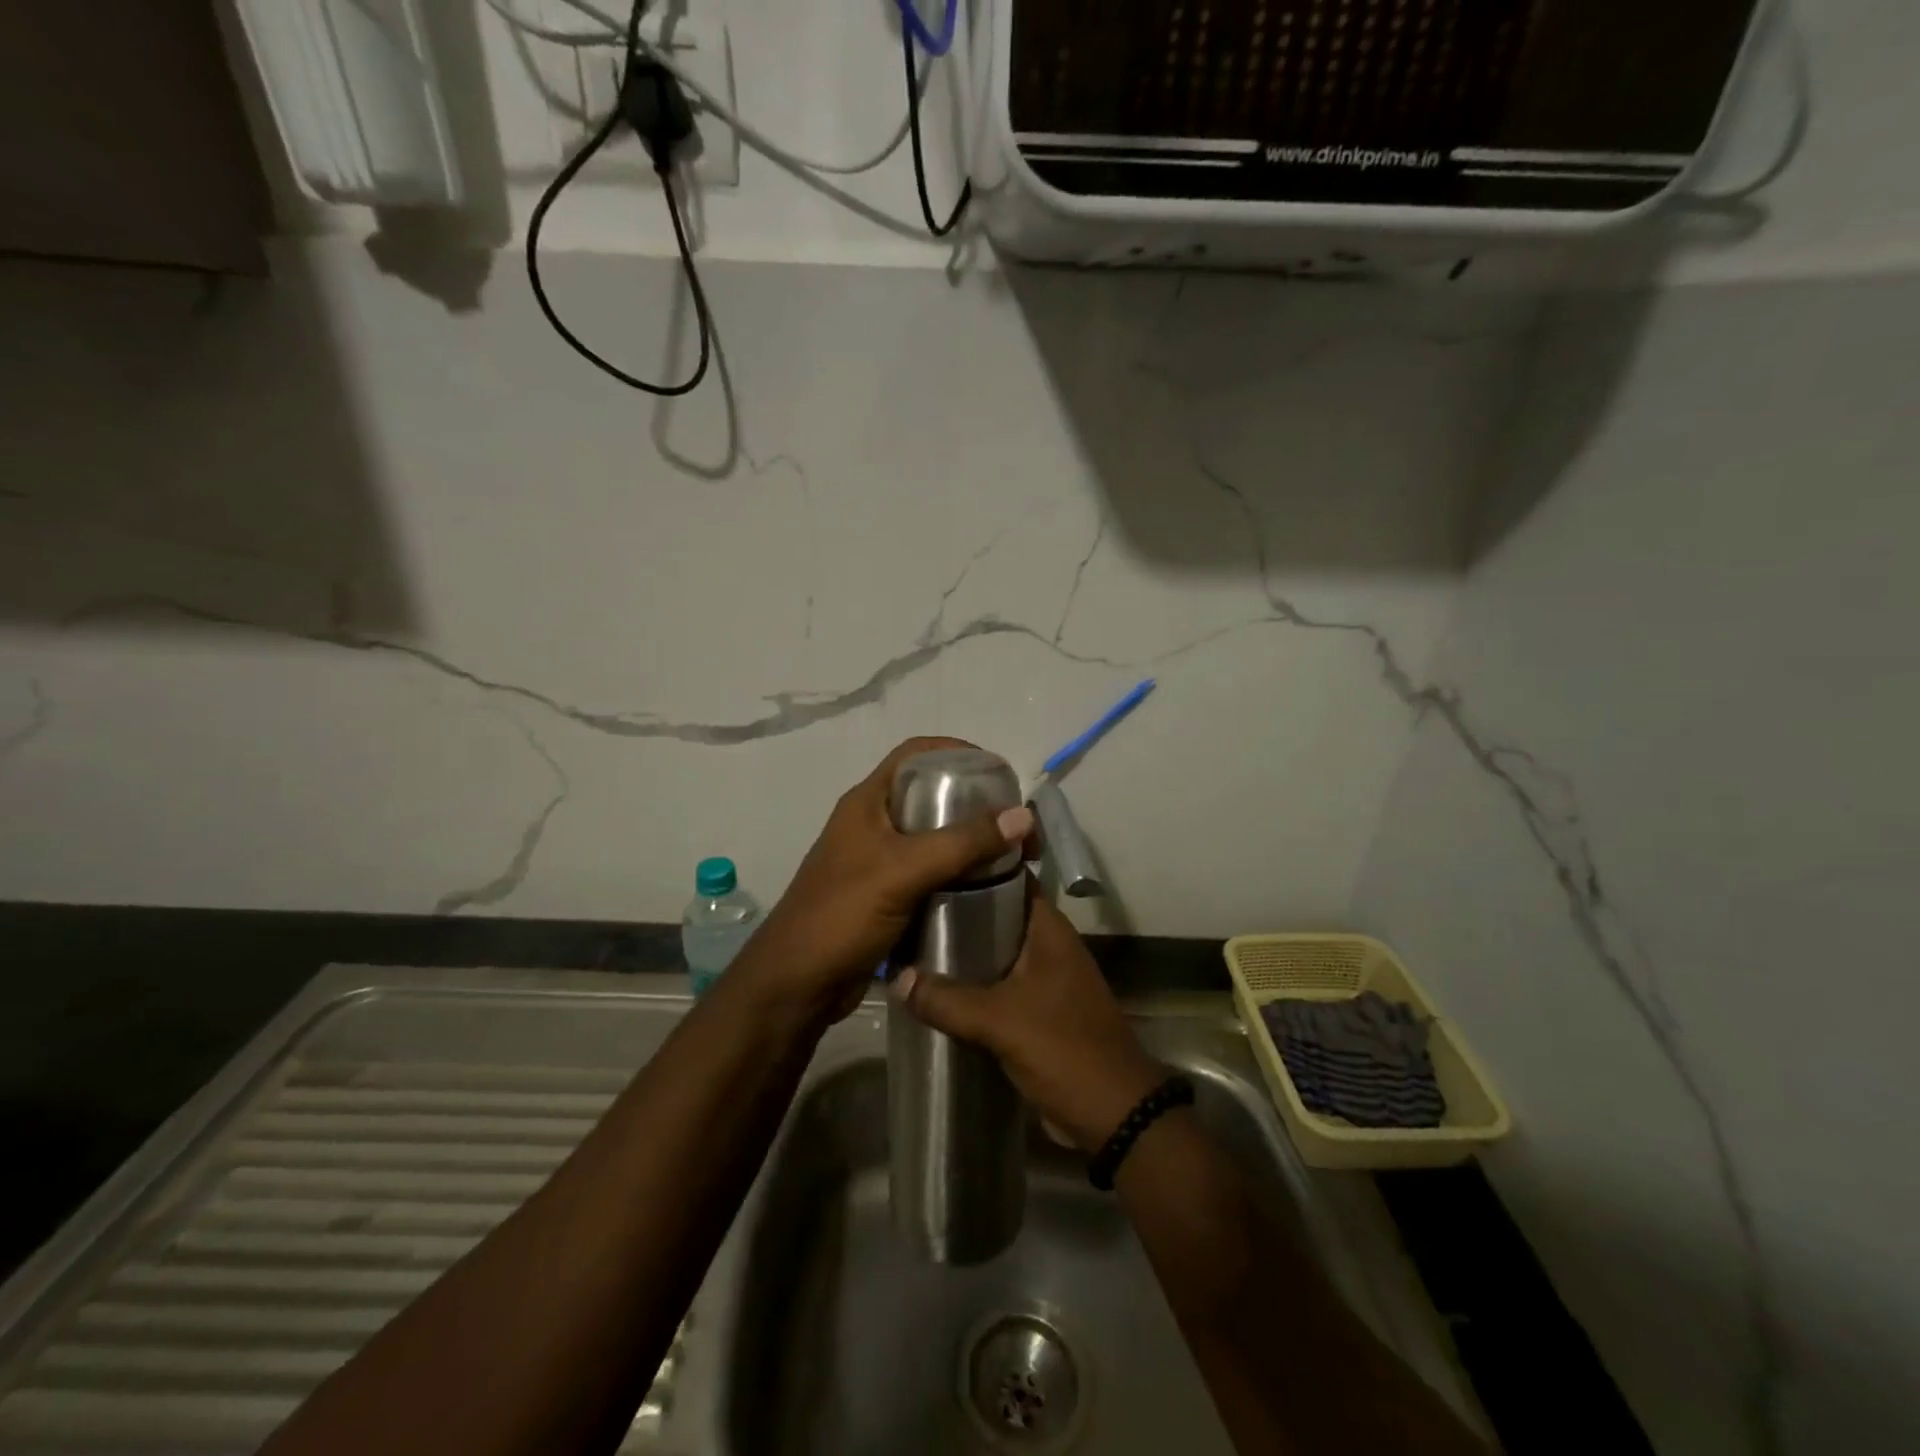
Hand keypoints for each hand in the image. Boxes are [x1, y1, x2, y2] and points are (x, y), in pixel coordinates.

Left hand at [736, 737, 1033, 1026]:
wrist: (798, 985)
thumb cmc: (842, 915)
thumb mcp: (904, 871)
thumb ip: (962, 843)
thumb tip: (1023, 816)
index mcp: (868, 803)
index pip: (915, 755)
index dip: (957, 752)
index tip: (999, 773)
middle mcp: (874, 825)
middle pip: (930, 797)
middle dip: (974, 804)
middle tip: (1014, 823)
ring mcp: (879, 862)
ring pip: (934, 839)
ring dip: (970, 844)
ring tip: (1010, 857)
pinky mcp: (887, 897)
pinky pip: (931, 875)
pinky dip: (959, 876)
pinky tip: (988, 889)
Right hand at [891, 878, 1164, 1152]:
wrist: (1114, 1114)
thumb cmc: (1063, 1048)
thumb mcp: (999, 1020)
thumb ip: (947, 999)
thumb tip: (896, 978)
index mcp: (1049, 931)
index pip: (1011, 879)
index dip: (976, 868)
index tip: (934, 865)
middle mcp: (1049, 947)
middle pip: (999, 916)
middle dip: (959, 913)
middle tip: (911, 906)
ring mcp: (1047, 980)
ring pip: (998, 954)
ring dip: (964, 954)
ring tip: (914, 944)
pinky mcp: (1040, 1012)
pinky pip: (1001, 987)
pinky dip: (974, 986)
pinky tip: (937, 991)